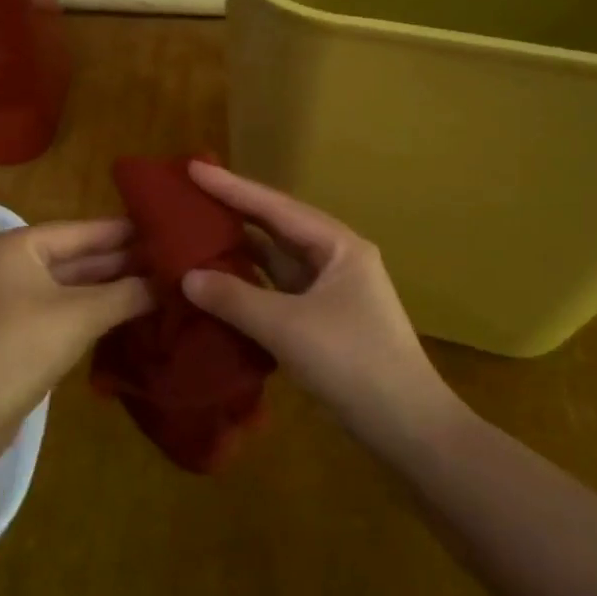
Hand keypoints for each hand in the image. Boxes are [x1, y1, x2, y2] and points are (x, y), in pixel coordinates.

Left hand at [0, 220, 151, 447]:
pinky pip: (60, 310)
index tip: (165, 228)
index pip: (82, 230)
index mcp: (19, 246)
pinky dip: (91, 311)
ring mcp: (10, 300)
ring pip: (69, 286)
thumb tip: (168, 283)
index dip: (124, 232)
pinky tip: (125, 314)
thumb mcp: (80, 315)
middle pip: (76, 257)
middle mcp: (11, 265)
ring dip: (109, 289)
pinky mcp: (14, 333)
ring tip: (158, 285)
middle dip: (121, 262)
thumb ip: (126, 295)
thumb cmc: (20, 347)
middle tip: (170, 261)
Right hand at [180, 163, 464, 452]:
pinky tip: (219, 282)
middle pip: (276, 227)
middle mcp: (336, 259)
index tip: (192, 167)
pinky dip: (249, 284)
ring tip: (195, 232)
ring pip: (277, 260)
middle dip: (234, 212)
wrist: (409, 428)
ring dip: (240, 250)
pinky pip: (278, 290)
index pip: (275, 207)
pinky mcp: (324, 320)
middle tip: (189, 195)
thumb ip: (234, 298)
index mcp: (338, 246)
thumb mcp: (287, 327)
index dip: (231, 187)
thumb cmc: (352, 363)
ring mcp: (332, 291)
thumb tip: (187, 278)